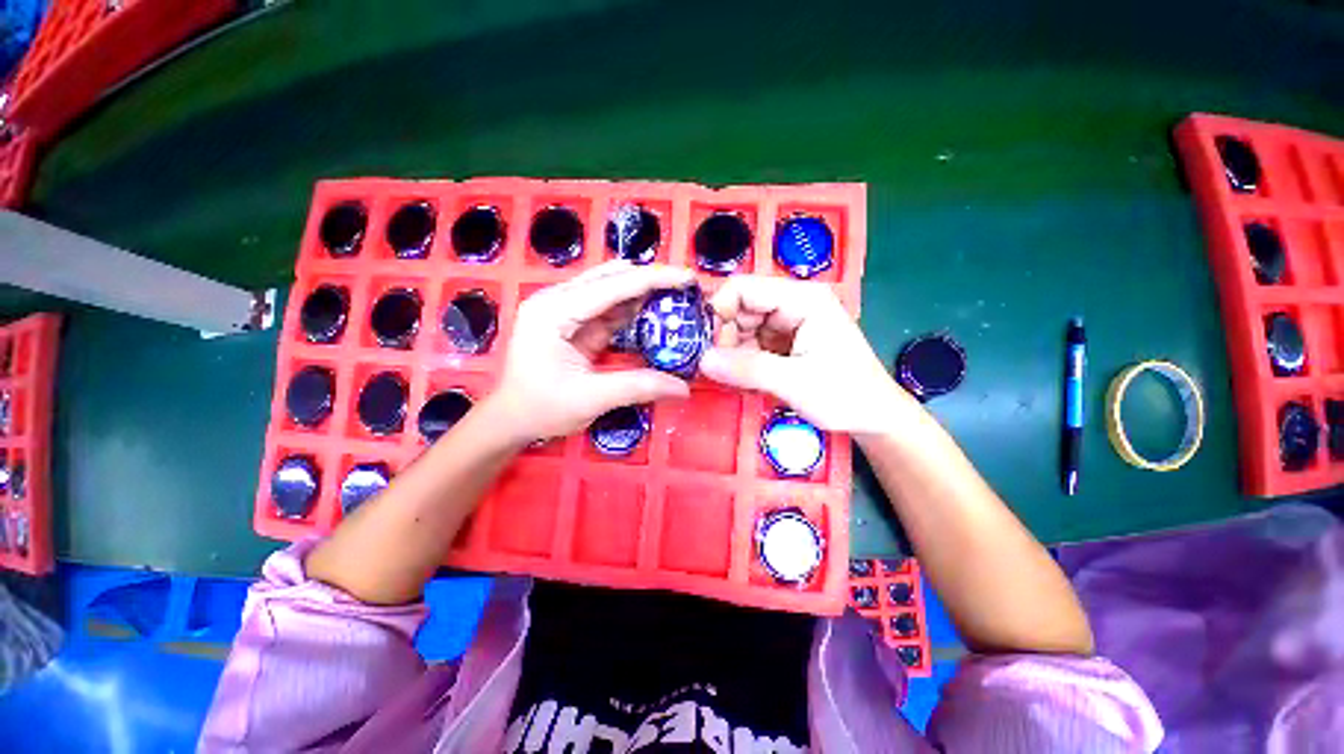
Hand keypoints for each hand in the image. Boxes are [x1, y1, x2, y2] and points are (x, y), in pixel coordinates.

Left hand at [484, 261, 693, 444]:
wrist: (511, 420)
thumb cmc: (541, 409)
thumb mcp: (591, 399)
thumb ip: (639, 387)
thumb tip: (683, 388)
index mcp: (553, 311)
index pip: (612, 286)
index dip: (654, 279)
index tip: (689, 277)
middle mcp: (557, 300)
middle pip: (612, 278)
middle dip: (651, 280)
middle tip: (687, 289)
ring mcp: (563, 309)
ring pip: (612, 289)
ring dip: (644, 293)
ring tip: (678, 297)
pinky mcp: (573, 321)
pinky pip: (609, 309)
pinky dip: (633, 310)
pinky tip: (655, 313)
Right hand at [700, 276, 917, 435]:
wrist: (874, 418)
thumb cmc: (845, 395)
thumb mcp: (795, 382)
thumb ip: (747, 369)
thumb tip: (701, 360)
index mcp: (802, 299)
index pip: (745, 288)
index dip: (718, 310)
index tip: (705, 344)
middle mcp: (792, 304)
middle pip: (739, 308)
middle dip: (723, 337)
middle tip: (715, 367)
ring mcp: (786, 324)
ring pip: (740, 328)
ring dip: (731, 352)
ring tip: (731, 378)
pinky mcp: (783, 342)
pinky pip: (749, 344)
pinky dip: (740, 361)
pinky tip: (742, 380)